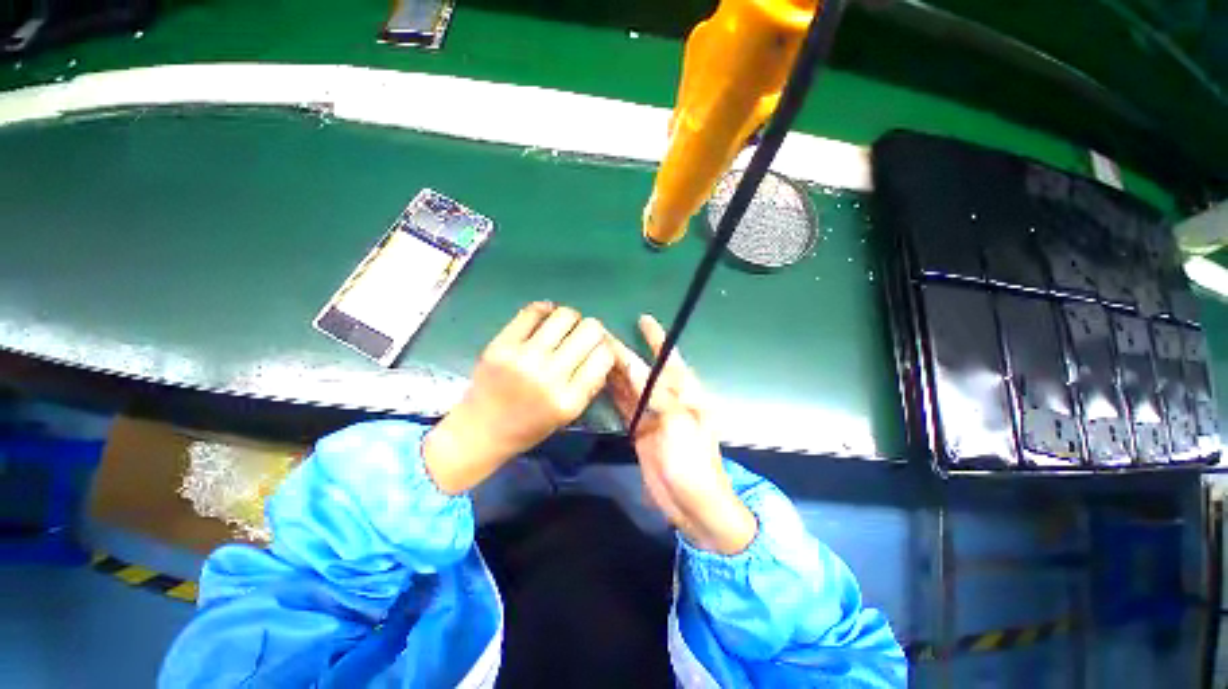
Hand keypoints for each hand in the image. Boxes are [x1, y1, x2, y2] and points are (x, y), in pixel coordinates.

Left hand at [424, 302, 614, 494]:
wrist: (480, 431)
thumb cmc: (529, 427)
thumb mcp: (569, 414)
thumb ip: (590, 384)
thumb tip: (604, 351)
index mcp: (569, 399)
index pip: (605, 355)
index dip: (607, 347)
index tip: (598, 349)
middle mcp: (550, 376)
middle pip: (590, 330)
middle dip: (593, 330)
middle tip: (582, 337)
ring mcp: (523, 358)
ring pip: (565, 315)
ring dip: (571, 318)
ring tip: (563, 328)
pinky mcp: (501, 344)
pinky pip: (533, 311)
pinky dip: (545, 310)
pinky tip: (545, 318)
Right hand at [607, 315, 756, 554]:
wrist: (691, 502)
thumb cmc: (692, 459)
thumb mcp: (678, 421)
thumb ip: (654, 391)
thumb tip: (632, 365)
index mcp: (685, 391)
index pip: (668, 356)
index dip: (656, 337)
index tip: (643, 319)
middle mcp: (668, 396)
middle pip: (643, 368)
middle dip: (625, 352)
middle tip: (602, 335)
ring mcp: (652, 413)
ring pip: (630, 384)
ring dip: (615, 369)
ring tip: (595, 352)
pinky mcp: (639, 428)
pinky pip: (624, 404)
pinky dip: (612, 391)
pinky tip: (599, 380)